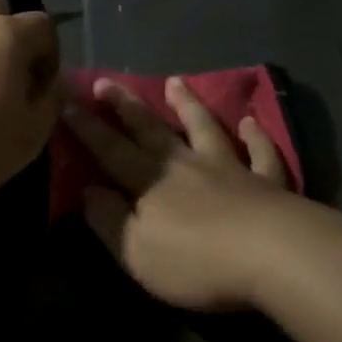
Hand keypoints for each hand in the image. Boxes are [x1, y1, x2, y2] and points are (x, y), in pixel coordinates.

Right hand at [64, 76, 301, 309]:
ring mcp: (230, 168)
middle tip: (108, 80)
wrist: (273, 254)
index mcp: (151, 183)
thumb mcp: (137, 252)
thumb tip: (88, 191)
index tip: (68, 102)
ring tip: (176, 82)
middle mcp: (186, 165)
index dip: (87, 128)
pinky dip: (256, 136)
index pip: (111, 150)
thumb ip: (109, 221)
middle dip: (126, 106)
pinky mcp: (267, 181)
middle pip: (152, 130)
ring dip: (189, 105)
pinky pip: (260, 152)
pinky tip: (251, 121)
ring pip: (205, 129)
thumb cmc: (197, 261)